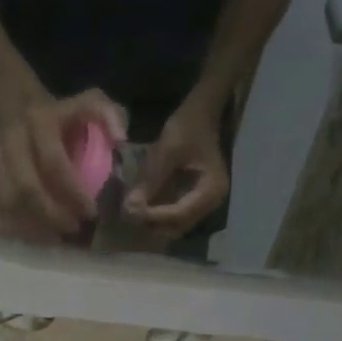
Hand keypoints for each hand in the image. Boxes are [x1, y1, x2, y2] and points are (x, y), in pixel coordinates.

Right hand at [0, 90, 126, 244]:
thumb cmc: (64, 116)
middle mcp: (12, 140)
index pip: (54, 163)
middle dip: (52, 215)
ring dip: (32, 227)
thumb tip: (120, 140)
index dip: (73, 192)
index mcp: (40, 121)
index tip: (91, 212)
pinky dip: (8, 227)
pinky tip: (30, 235)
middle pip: (26, 188)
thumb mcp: (91, 103)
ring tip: (55, 237)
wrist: (18, 110)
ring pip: (7, 202)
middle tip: (73, 229)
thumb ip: (110, 115)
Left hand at [125, 96, 229, 238]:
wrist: (201, 114)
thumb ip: (150, 181)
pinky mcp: (194, 200)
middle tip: (130, 214)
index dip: (155, 216)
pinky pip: (175, 216)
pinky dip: (158, 215)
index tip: (131, 211)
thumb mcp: (167, 151)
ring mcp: (204, 203)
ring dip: (155, 222)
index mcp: (211, 190)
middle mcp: (211, 203)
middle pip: (179, 226)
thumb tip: (130, 208)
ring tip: (134, 211)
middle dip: (154, 224)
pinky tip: (143, 207)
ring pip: (176, 225)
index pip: (180, 214)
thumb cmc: (188, 128)